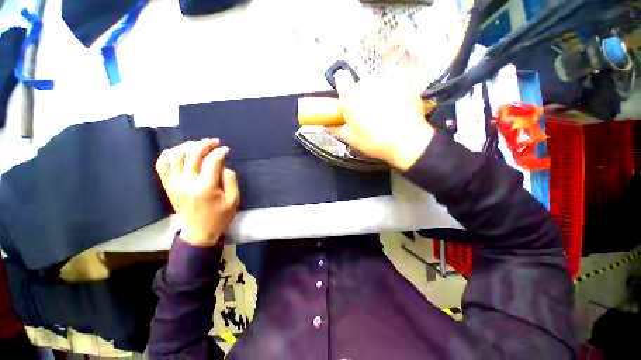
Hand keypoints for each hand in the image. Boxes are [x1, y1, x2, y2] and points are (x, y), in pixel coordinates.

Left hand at [155, 139, 239, 246]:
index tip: (226, 149)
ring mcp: (174, 184)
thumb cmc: (220, 217)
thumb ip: (230, 180)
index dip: (219, 152)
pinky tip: (179, 151)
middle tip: (214, 142)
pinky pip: (162, 165)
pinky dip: (168, 154)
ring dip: (187, 146)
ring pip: (175, 156)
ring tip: (199, 145)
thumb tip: (222, 165)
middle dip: (205, 144)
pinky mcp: (168, 186)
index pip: (211, 161)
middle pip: (192, 155)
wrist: (199, 232)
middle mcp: (187, 183)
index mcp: (206, 188)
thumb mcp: (233, 199)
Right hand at [327, 68, 434, 170]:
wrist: (406, 142)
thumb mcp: (351, 139)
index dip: (343, 85)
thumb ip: (336, 129)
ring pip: (376, 80)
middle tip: (369, 110)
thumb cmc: (375, 142)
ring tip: (385, 107)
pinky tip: (396, 99)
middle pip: (360, 83)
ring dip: (378, 90)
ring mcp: (386, 80)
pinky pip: (392, 77)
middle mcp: (367, 85)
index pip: (341, 78)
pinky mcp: (402, 79)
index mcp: (351, 99)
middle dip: (362, 94)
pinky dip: (393, 85)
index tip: (347, 94)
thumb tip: (327, 125)